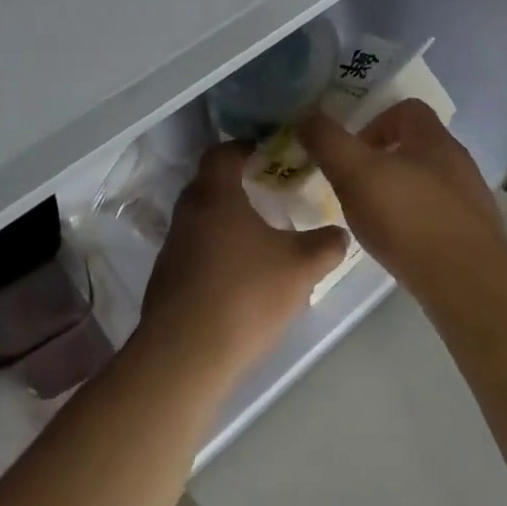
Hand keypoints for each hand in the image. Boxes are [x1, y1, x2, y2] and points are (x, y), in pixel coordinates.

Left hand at [137, 143, 348, 382]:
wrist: (183, 359)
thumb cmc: (244, 296)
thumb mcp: (300, 268)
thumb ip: (326, 246)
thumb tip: (341, 233)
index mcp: (216, 196)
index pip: (223, 152)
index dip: (244, 146)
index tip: (267, 151)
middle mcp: (188, 214)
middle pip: (208, 183)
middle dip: (236, 181)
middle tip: (267, 188)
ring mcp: (172, 249)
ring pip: (200, 219)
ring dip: (224, 219)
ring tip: (257, 234)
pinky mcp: (165, 282)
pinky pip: (193, 250)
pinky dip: (214, 250)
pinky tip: (238, 274)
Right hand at [300, 101, 506, 304]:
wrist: (469, 284)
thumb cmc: (408, 219)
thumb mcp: (355, 174)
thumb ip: (329, 142)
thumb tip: (307, 117)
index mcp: (434, 138)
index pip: (407, 109)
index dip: (375, 122)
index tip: (352, 152)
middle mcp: (458, 161)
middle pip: (418, 145)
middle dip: (384, 160)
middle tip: (357, 187)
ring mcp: (472, 198)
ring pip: (429, 182)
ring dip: (401, 193)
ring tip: (376, 221)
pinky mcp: (477, 235)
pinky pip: (441, 215)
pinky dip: (418, 222)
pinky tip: (402, 246)